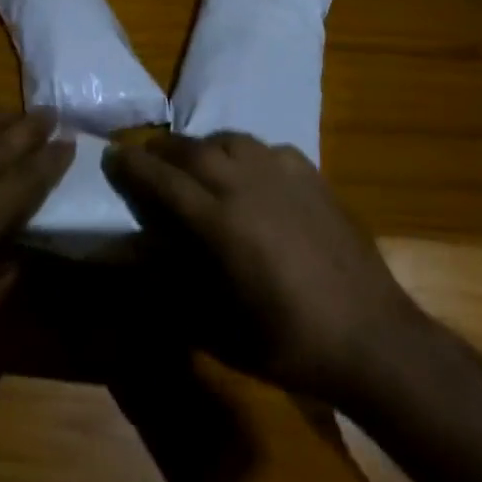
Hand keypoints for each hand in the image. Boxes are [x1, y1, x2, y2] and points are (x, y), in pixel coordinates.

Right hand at [104, 131, 422, 400]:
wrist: (370, 334)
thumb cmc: (286, 341)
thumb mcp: (217, 327)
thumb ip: (175, 285)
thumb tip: (145, 255)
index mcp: (219, 222)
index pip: (162, 180)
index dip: (132, 166)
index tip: (112, 155)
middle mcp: (246, 184)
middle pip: (191, 150)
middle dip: (162, 149)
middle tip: (146, 157)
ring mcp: (282, 173)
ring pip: (229, 140)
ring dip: (202, 146)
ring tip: (194, 161)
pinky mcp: (311, 173)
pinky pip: (265, 148)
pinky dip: (244, 153)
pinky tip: (248, 173)